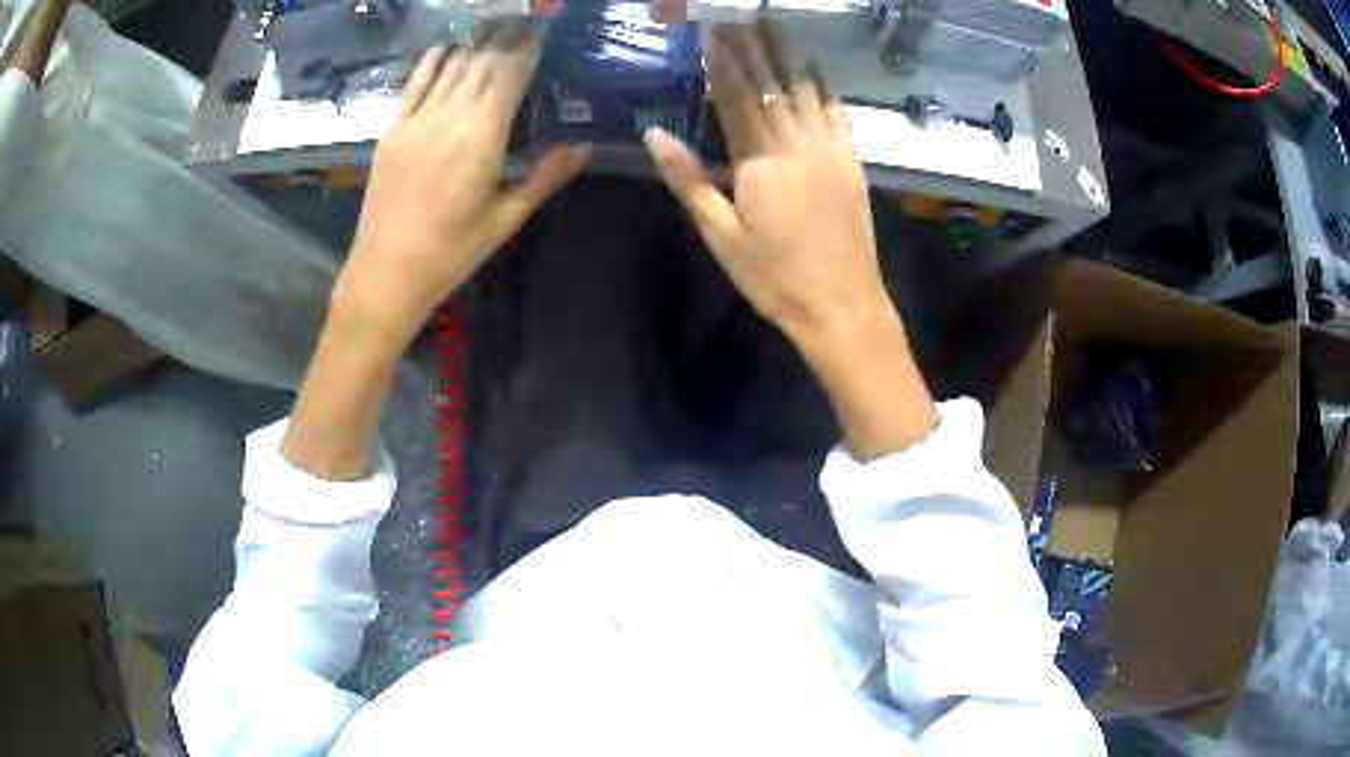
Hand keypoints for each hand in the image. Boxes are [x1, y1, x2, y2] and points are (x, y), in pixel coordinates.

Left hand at [337, 27, 589, 351]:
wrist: (385, 273)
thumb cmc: (452, 252)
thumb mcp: (506, 218)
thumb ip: (545, 176)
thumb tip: (585, 146)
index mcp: (481, 134)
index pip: (511, 72)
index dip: (529, 43)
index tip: (543, 22)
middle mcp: (448, 115)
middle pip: (482, 61)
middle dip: (506, 34)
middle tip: (524, 14)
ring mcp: (415, 120)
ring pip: (450, 66)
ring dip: (473, 41)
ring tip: (492, 21)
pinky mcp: (392, 131)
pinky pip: (415, 84)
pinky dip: (432, 61)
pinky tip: (444, 46)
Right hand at [646, 24, 936, 457]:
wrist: (841, 304)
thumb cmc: (773, 277)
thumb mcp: (720, 236)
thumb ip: (689, 180)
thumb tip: (655, 133)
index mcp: (759, 160)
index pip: (735, 95)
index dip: (722, 60)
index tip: (711, 30)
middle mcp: (797, 143)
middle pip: (771, 82)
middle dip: (752, 46)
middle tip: (739, 16)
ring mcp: (830, 148)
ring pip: (806, 87)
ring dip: (787, 52)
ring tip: (773, 24)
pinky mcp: (852, 160)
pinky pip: (837, 110)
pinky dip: (823, 83)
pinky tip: (814, 66)